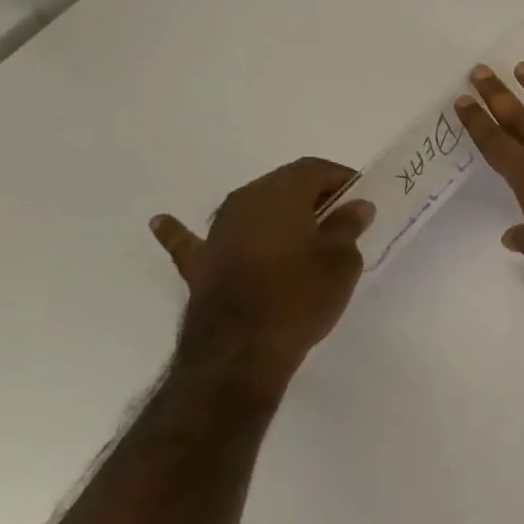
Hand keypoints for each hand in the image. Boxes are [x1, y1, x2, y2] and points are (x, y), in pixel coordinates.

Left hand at [150, 157, 375, 393]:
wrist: (239, 354)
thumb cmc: (300, 297)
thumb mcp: (341, 260)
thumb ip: (348, 227)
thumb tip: (355, 207)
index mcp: (281, 193)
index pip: (316, 169)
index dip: (342, 179)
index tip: (361, 199)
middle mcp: (243, 202)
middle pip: (284, 185)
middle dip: (313, 196)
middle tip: (340, 218)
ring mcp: (216, 233)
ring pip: (251, 209)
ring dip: (275, 213)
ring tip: (298, 227)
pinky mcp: (200, 265)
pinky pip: (193, 241)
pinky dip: (182, 232)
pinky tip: (161, 222)